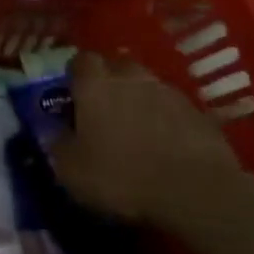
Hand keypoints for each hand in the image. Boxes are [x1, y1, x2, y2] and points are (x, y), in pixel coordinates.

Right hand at [47, 51, 244, 224]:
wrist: (196, 192)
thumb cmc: (122, 176)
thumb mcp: (72, 171)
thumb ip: (58, 145)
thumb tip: (56, 133)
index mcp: (94, 83)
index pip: (80, 61)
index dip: (76, 77)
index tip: (74, 97)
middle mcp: (130, 76)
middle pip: (116, 66)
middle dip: (110, 82)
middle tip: (106, 111)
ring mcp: (168, 91)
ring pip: (147, 85)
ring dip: (141, 100)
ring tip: (139, 130)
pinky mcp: (198, 112)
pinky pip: (174, 108)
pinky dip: (168, 120)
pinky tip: (168, 146)